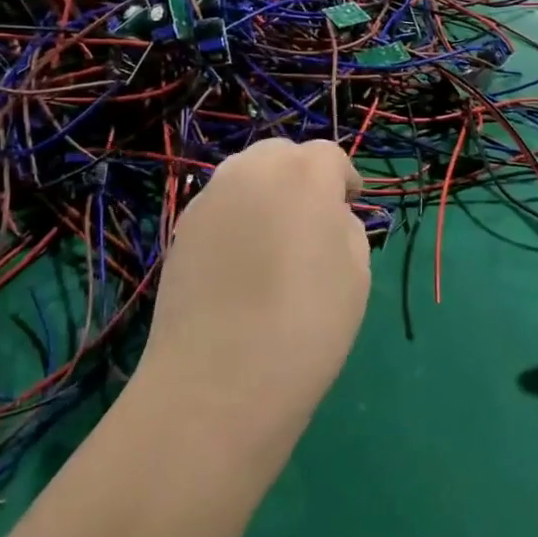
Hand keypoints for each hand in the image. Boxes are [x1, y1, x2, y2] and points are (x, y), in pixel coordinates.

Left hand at [140, 139, 370, 430]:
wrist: (219, 382)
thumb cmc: (306, 326)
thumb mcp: (356, 275)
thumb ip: (346, 228)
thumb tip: (326, 218)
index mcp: (304, 174)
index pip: (329, 156)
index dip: (343, 179)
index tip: (351, 204)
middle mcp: (252, 170)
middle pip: (282, 155)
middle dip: (301, 176)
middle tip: (312, 220)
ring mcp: (210, 197)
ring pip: (245, 175)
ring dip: (265, 192)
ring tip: (274, 240)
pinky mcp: (181, 228)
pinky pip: (219, 206)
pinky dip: (236, 217)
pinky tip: (241, 262)